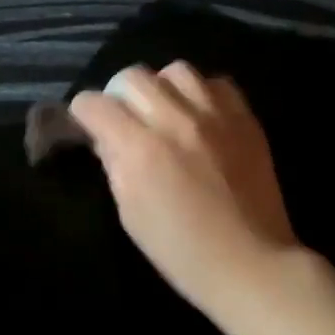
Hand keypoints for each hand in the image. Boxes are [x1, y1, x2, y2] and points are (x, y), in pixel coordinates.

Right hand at [69, 63, 299, 314]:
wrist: (250, 264)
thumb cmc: (180, 250)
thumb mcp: (129, 213)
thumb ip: (114, 164)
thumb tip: (104, 137)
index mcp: (140, 149)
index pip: (95, 104)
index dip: (83, 113)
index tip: (87, 126)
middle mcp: (175, 120)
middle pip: (132, 76)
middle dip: (118, 95)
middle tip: (124, 119)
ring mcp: (215, 115)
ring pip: (175, 71)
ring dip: (161, 87)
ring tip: (165, 111)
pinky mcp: (245, 119)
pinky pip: (217, 82)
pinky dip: (201, 93)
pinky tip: (200, 116)